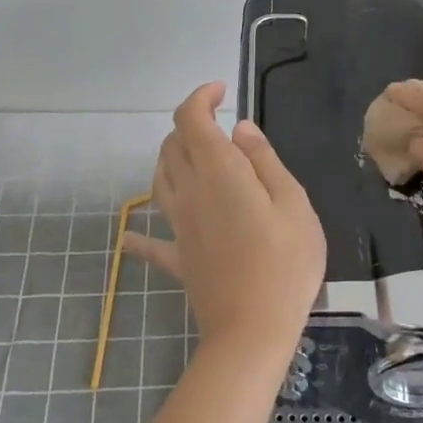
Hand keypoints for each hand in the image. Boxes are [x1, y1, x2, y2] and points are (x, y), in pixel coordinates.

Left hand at [121, 83, 326, 352]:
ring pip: (159, 180)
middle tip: (219, 127)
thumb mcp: (293, 202)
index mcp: (219, 171)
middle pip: (172, 145)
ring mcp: (179, 226)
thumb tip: (240, 129)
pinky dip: (139, 236)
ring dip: (170, 159)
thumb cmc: (285, 262)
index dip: (201, 97)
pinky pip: (151, 243)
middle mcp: (190, 191)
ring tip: (195, 159)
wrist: (253, 330)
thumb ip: (264, 161)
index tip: (222, 91)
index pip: (192, 119)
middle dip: (189, 125)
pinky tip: (130, 236)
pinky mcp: (178, 258)